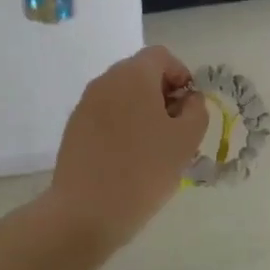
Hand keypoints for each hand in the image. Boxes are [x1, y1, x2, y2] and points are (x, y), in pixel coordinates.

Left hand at [48, 46, 209, 247]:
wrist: (85, 213)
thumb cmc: (144, 170)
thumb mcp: (186, 140)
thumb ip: (196, 110)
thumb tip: (189, 99)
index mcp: (133, 75)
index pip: (161, 56)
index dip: (181, 75)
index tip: (189, 107)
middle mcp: (105, 81)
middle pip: (140, 73)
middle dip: (161, 93)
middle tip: (175, 128)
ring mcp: (85, 105)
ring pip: (122, 95)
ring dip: (141, 110)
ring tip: (153, 147)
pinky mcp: (73, 128)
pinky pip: (105, 115)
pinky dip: (121, 126)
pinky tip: (127, 158)